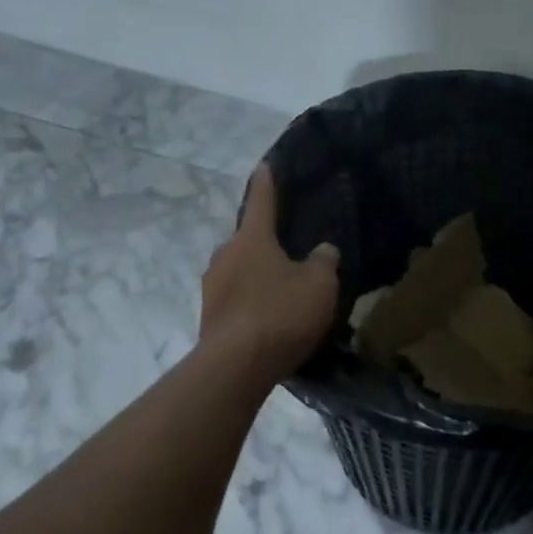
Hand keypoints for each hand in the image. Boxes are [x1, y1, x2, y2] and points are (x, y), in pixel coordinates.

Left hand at [199, 163, 339, 380]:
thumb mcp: (319, 284)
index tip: (264, 165)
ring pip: (238, 270)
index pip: (262, 201)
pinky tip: (268, 317)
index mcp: (252, 238)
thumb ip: (324, 261)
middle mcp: (225, 255)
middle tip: (288, 249)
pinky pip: (234, 298)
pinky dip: (250, 301)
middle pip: (247, 239)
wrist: (235, 367)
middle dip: (265, 241)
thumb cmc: (280, 313)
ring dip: (256, 274)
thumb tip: (322, 250)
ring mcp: (212, 287)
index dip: (267, 183)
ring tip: (280, 289)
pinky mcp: (209, 318)